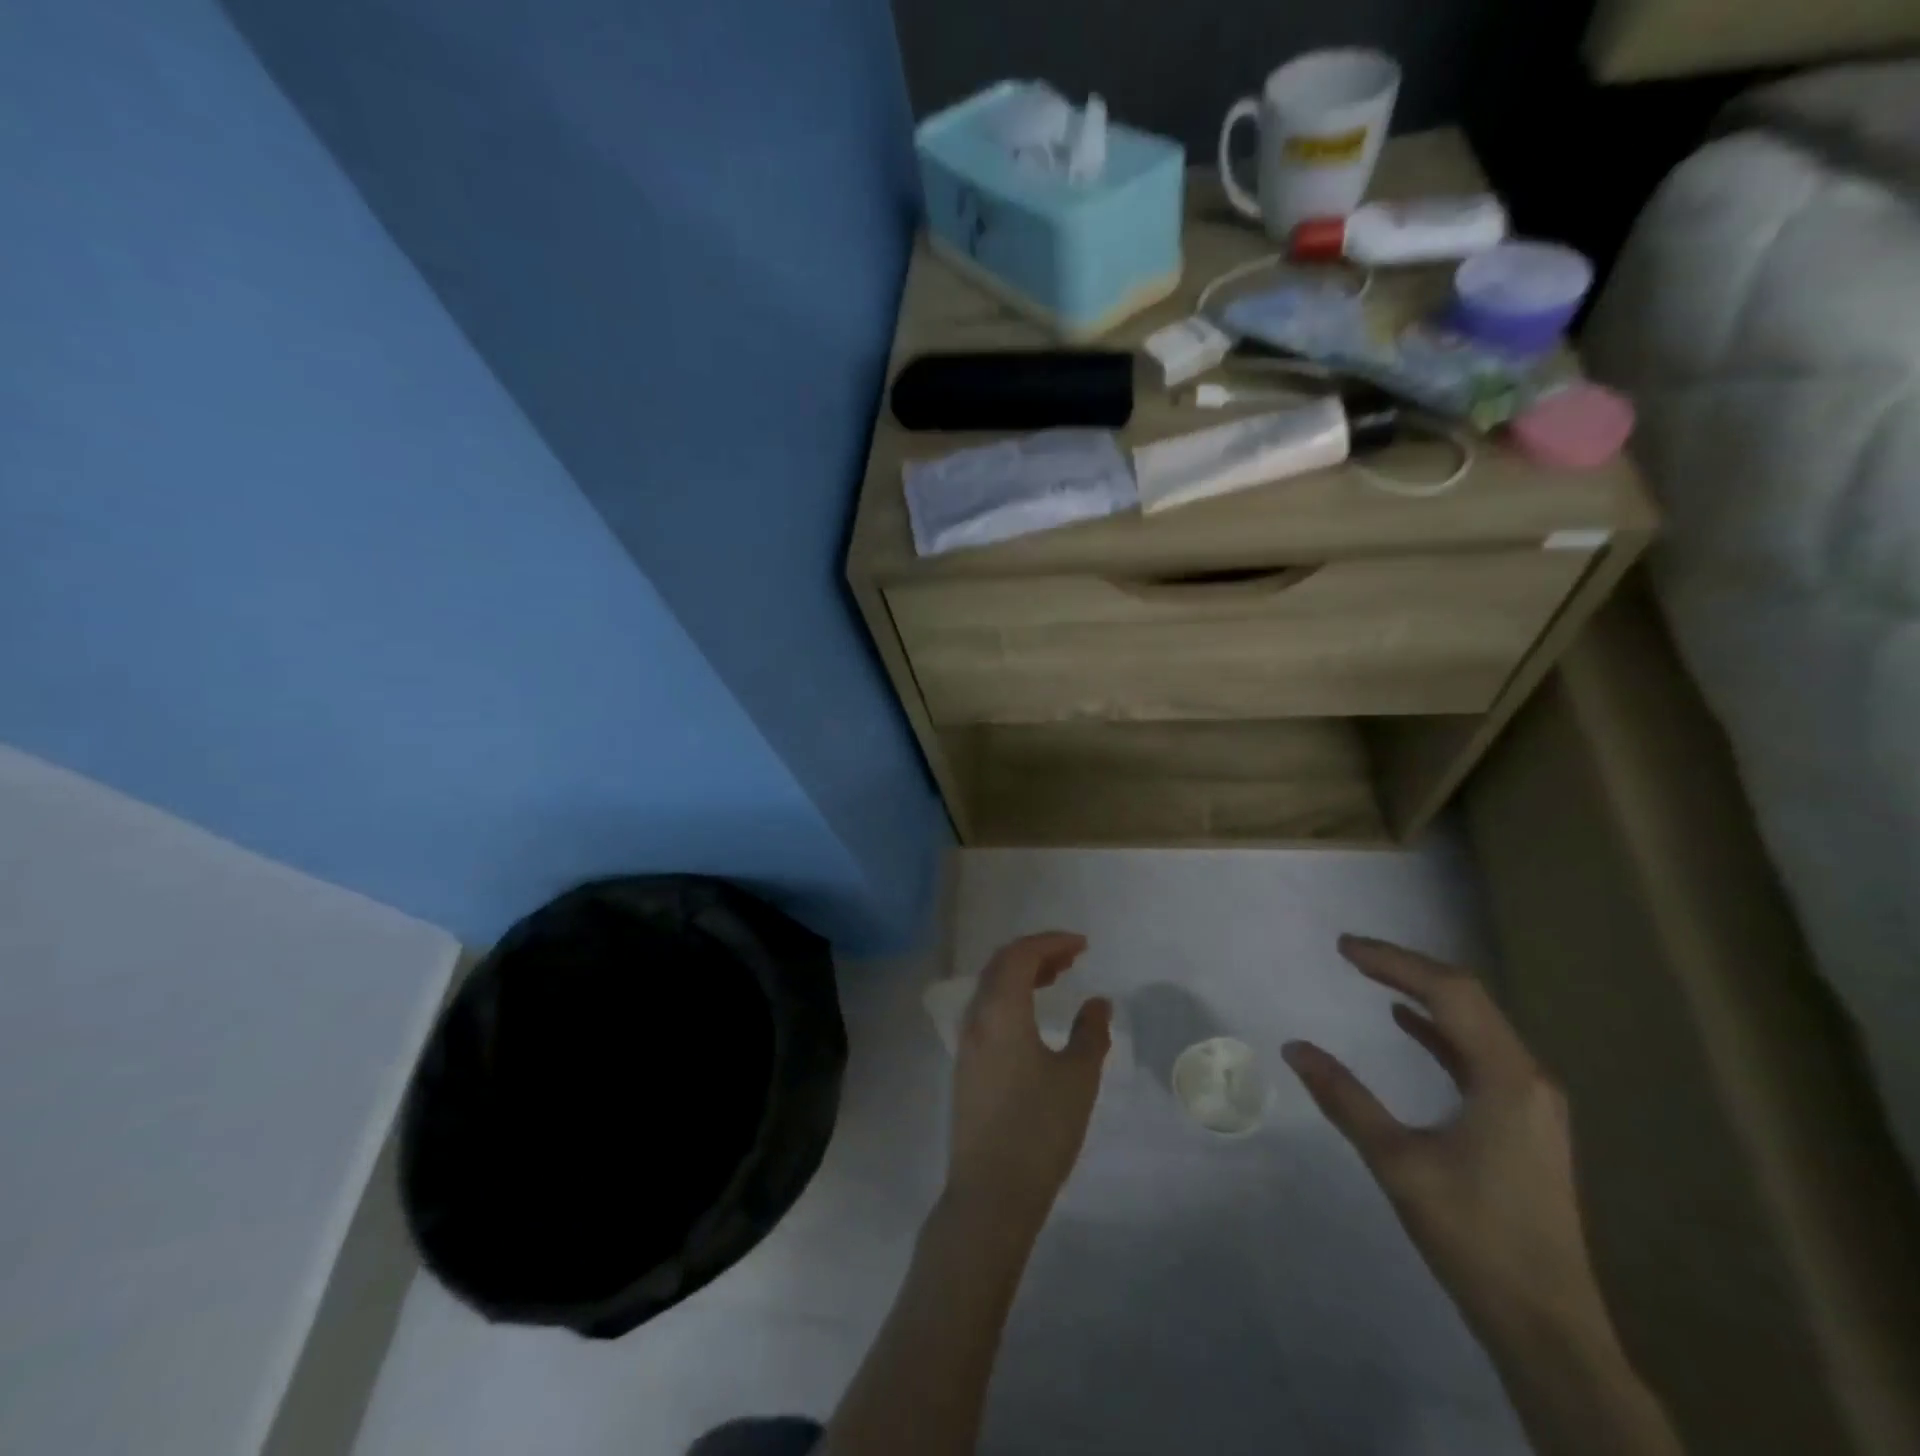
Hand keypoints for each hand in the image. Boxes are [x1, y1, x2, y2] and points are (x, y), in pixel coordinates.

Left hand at [946, 932, 1111, 1227]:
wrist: (990, 1193)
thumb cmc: (1039, 1130)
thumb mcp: (1077, 1078)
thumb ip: (1090, 1033)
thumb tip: (1097, 1002)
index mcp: (1001, 1011)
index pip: (1020, 955)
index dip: (1051, 942)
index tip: (1083, 945)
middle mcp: (976, 1017)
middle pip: (1001, 965)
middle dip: (1036, 953)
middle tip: (1072, 958)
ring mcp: (966, 1042)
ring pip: (991, 987)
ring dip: (1022, 975)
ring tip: (1057, 979)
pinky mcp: (965, 1065)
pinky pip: (987, 1010)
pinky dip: (1011, 998)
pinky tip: (1033, 1017)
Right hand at [1284, 936, 1610, 1346]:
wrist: (1547, 1326)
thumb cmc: (1474, 1236)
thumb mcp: (1398, 1162)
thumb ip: (1345, 1099)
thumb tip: (1294, 1048)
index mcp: (1507, 1078)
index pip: (1449, 992)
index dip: (1394, 962)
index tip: (1343, 948)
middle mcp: (1528, 1077)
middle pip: (1467, 997)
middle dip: (1408, 968)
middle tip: (1353, 953)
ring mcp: (1531, 1100)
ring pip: (1474, 1023)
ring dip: (1424, 993)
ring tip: (1373, 974)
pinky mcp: (1523, 1121)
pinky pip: (1477, 1053)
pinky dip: (1438, 1029)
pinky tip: (1407, 1021)